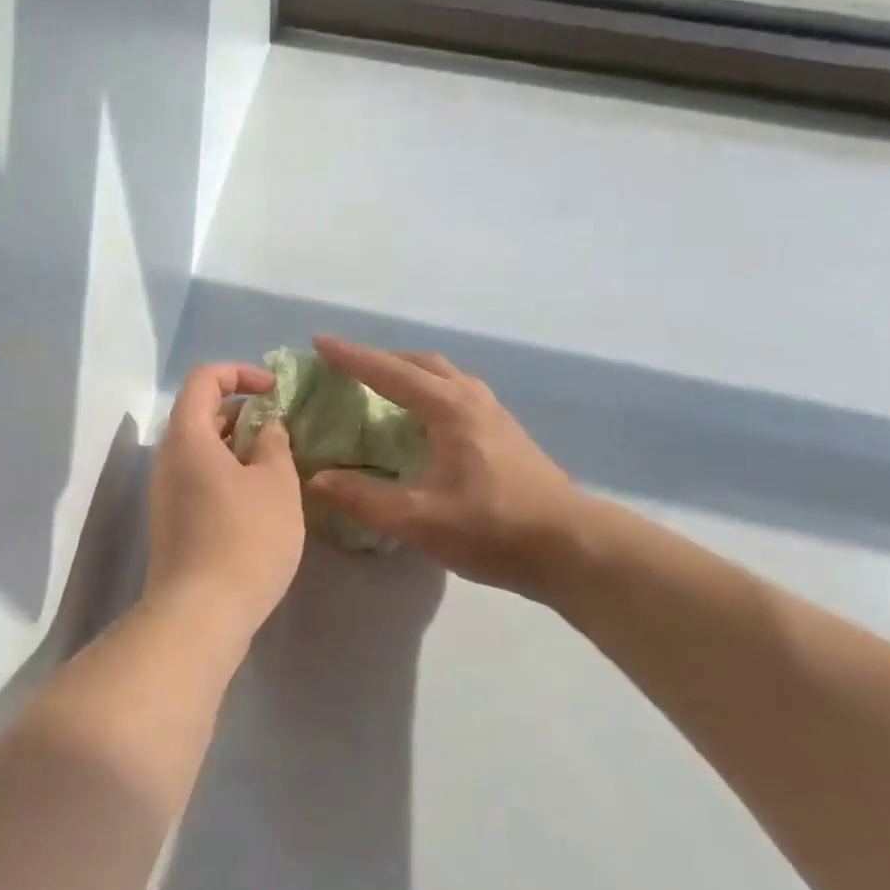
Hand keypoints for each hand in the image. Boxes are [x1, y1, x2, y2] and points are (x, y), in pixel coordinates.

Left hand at [144, 362, 305, 638]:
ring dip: (236, 445)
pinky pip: (198, 479)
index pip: (204, 380)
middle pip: (199, 414)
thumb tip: (265, 427)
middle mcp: (168, 460)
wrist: (200, 614)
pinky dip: (227, 473)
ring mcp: (165, 494)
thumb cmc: (245, 539)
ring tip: (276, 463)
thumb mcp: (276, 485)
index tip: (275, 390)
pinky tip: (258, 499)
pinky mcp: (172, 523)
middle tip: (280, 429)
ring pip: (200, 450)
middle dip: (241, 410)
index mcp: (188, 437)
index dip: (240, 373)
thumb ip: (274, 445)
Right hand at [305, 337, 579, 598]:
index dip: (351, 357)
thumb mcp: (419, 520)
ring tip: (383, 388)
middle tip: (348, 368)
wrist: (572, 547)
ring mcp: (494, 414)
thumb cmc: (493, 528)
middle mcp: (472, 399)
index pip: (389, 372)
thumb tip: (317, 479)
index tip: (319, 342)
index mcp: (449, 409)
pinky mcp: (506, 433)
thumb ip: (364, 499)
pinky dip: (430, 391)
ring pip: (445, 376)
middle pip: (421, 364)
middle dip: (381, 359)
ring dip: (409, 373)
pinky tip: (424, 421)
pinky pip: (458, 393)